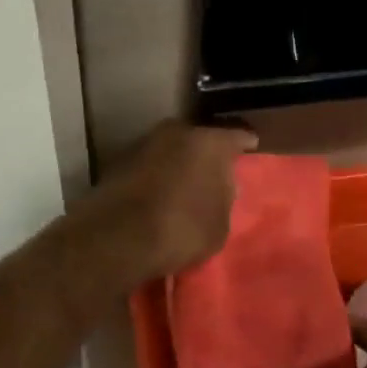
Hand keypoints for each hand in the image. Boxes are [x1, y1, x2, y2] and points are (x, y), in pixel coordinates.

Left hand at [84, 120, 256, 280]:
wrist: (117, 236)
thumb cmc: (181, 229)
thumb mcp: (219, 225)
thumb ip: (224, 198)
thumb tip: (219, 186)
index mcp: (210, 141)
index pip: (237, 134)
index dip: (245, 143)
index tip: (250, 147)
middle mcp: (177, 131)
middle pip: (199, 137)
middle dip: (207, 152)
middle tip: (215, 170)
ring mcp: (145, 142)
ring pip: (171, 148)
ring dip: (178, 161)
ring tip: (185, 183)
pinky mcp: (119, 159)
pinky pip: (150, 163)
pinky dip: (156, 173)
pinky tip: (159, 191)